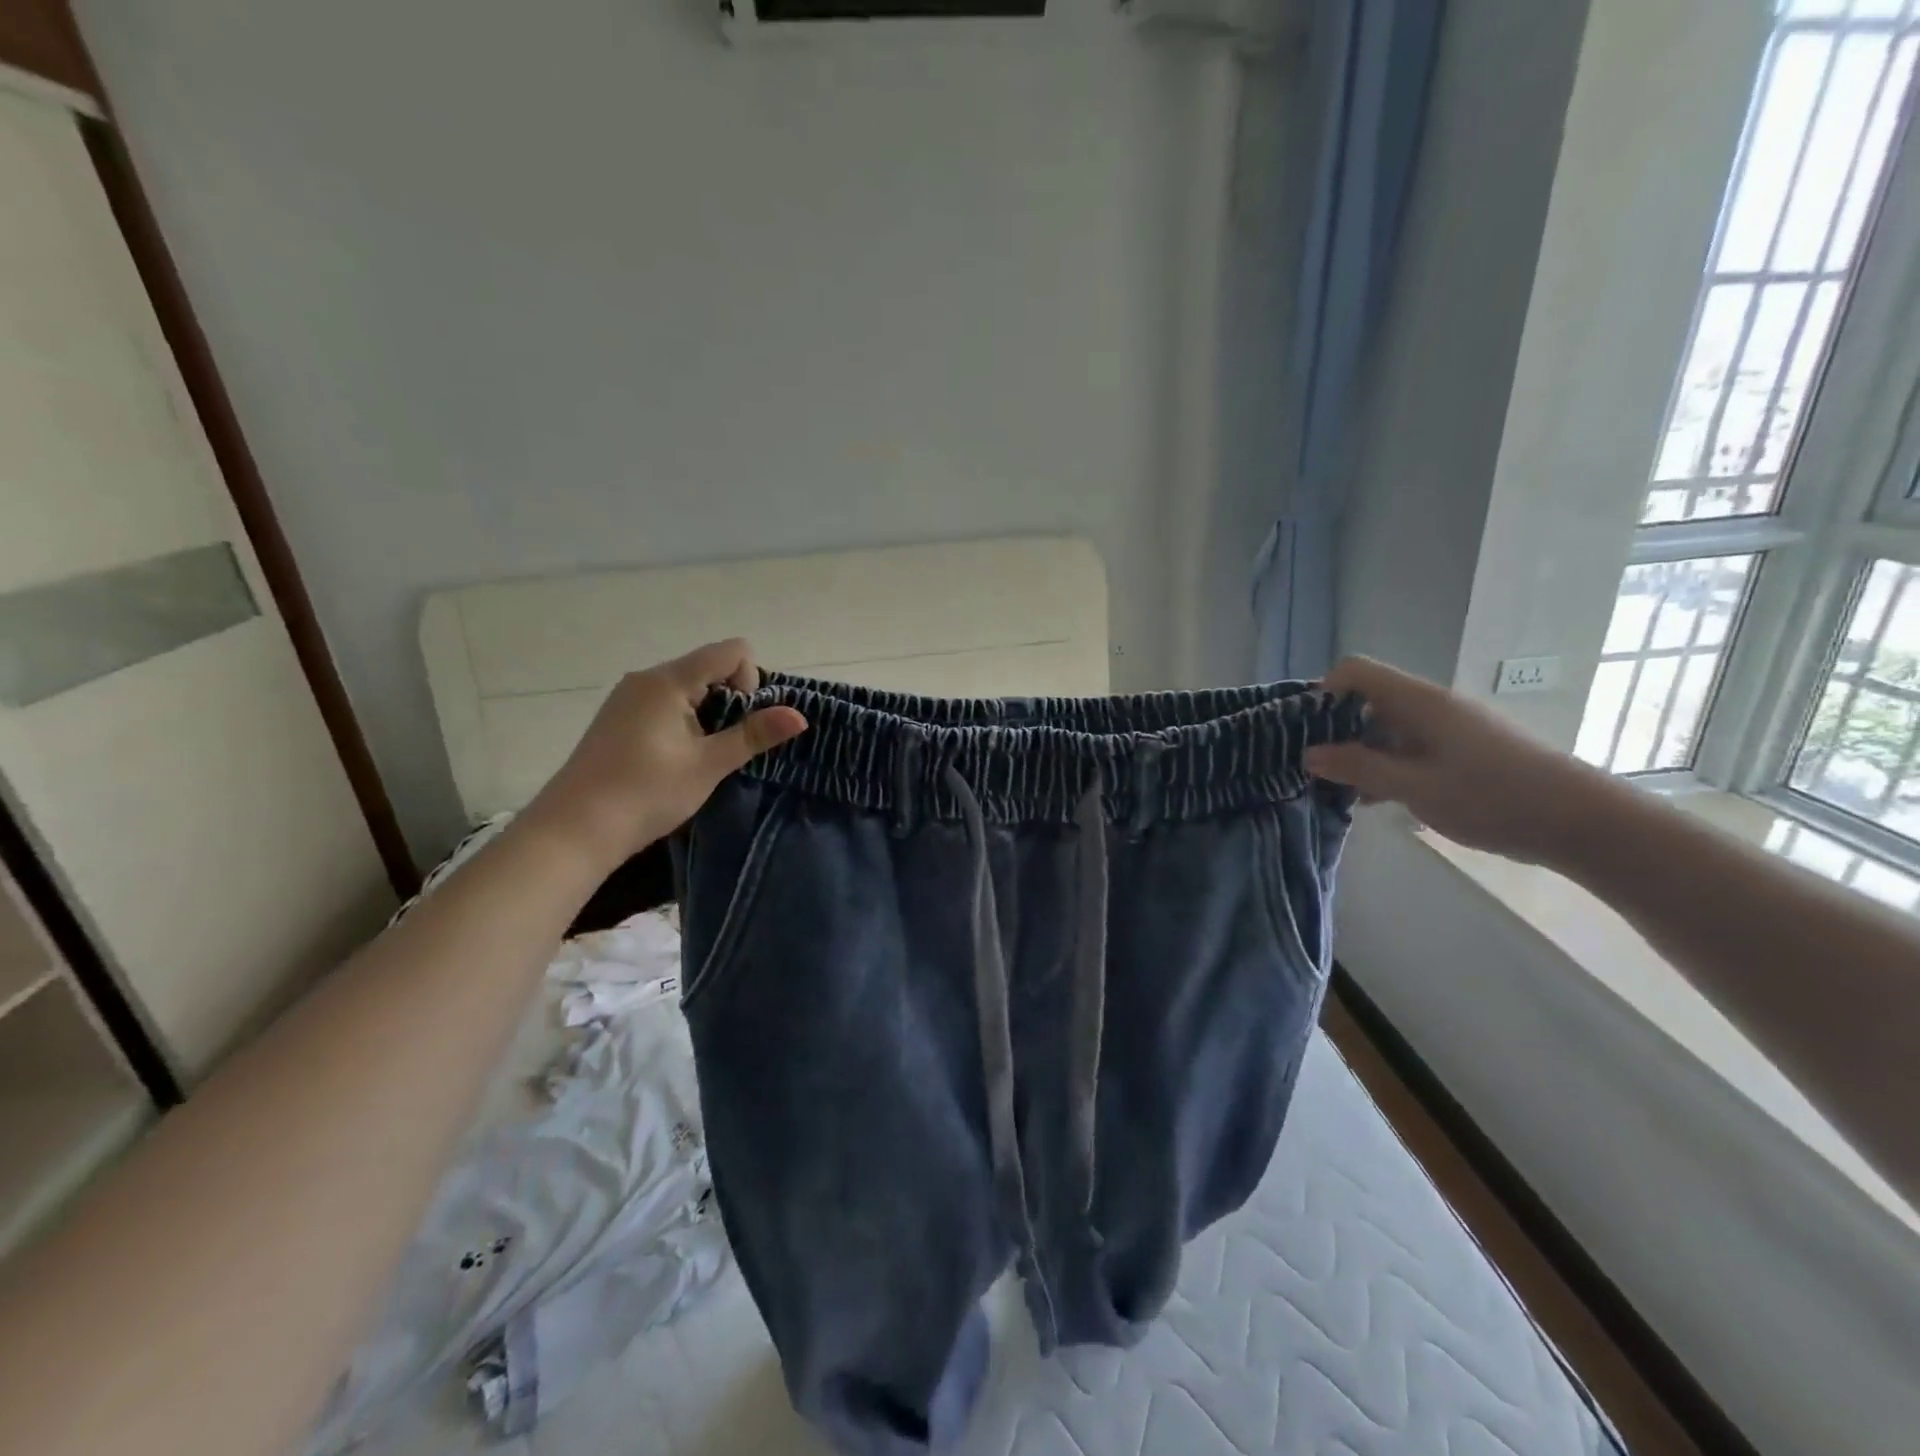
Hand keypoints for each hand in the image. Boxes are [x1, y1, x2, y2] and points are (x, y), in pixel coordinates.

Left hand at [521, 640, 806, 867]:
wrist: (573, 830)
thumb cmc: (646, 793)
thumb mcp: (709, 765)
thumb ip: (755, 735)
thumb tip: (801, 715)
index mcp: (669, 680)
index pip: (732, 650)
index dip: (750, 681)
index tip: (739, 723)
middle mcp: (646, 678)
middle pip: (709, 666)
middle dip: (731, 700)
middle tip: (724, 746)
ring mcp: (628, 697)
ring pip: (688, 687)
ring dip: (708, 714)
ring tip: (701, 757)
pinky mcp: (618, 718)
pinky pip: (666, 703)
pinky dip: (684, 722)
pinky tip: (674, 759)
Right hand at [1303, 656, 1616, 864]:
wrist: (1583, 822)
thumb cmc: (1494, 798)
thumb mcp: (1415, 787)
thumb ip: (1359, 768)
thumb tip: (1308, 754)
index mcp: (1419, 701)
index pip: (1354, 672)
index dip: (1322, 694)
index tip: (1305, 733)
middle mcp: (1432, 704)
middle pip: (1367, 699)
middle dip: (1334, 729)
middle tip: (1314, 768)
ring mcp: (1450, 726)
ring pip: (1387, 726)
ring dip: (1358, 752)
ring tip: (1340, 790)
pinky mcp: (1464, 749)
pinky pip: (1409, 745)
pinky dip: (1386, 764)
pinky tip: (1378, 799)